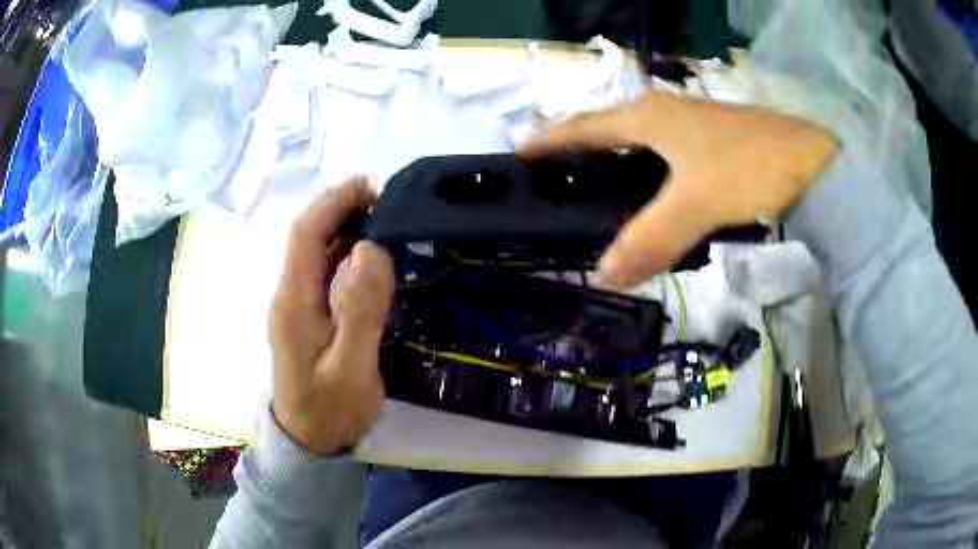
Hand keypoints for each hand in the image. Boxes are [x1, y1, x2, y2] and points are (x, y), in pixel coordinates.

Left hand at [269, 178, 395, 455]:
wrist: (309, 443)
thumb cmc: (330, 411)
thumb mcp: (351, 369)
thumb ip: (359, 311)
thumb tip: (370, 249)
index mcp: (293, 300)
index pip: (306, 233)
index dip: (334, 202)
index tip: (372, 186)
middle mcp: (289, 294)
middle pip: (308, 236)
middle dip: (342, 208)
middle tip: (388, 201)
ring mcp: (296, 306)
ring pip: (316, 252)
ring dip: (345, 228)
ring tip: (384, 220)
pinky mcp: (307, 317)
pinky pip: (323, 272)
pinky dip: (345, 253)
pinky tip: (370, 257)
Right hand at [519, 92, 838, 284]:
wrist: (813, 165)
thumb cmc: (749, 169)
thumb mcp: (696, 204)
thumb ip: (650, 240)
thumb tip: (604, 275)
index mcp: (651, 117)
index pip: (587, 126)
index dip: (552, 138)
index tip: (520, 149)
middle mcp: (667, 113)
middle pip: (611, 127)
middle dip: (581, 146)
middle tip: (558, 172)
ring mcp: (693, 124)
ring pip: (641, 141)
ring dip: (616, 159)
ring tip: (597, 184)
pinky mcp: (714, 141)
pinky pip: (666, 153)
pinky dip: (649, 171)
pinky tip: (653, 191)